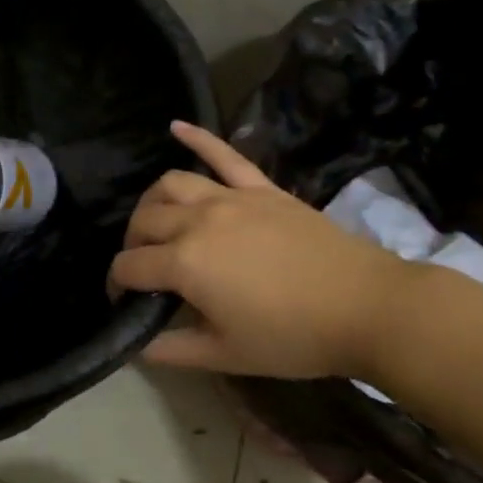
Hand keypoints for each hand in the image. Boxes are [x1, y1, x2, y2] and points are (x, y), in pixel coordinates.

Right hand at [109, 121, 413, 377]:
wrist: (366, 307)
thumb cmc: (293, 337)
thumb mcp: (227, 355)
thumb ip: (174, 350)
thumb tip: (139, 346)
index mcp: (185, 263)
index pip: (129, 266)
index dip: (116, 285)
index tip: (123, 301)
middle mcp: (198, 221)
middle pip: (143, 221)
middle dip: (132, 244)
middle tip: (143, 268)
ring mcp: (231, 198)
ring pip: (171, 184)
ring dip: (152, 201)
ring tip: (155, 220)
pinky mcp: (261, 188)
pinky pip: (224, 154)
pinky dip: (197, 138)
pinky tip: (175, 126)